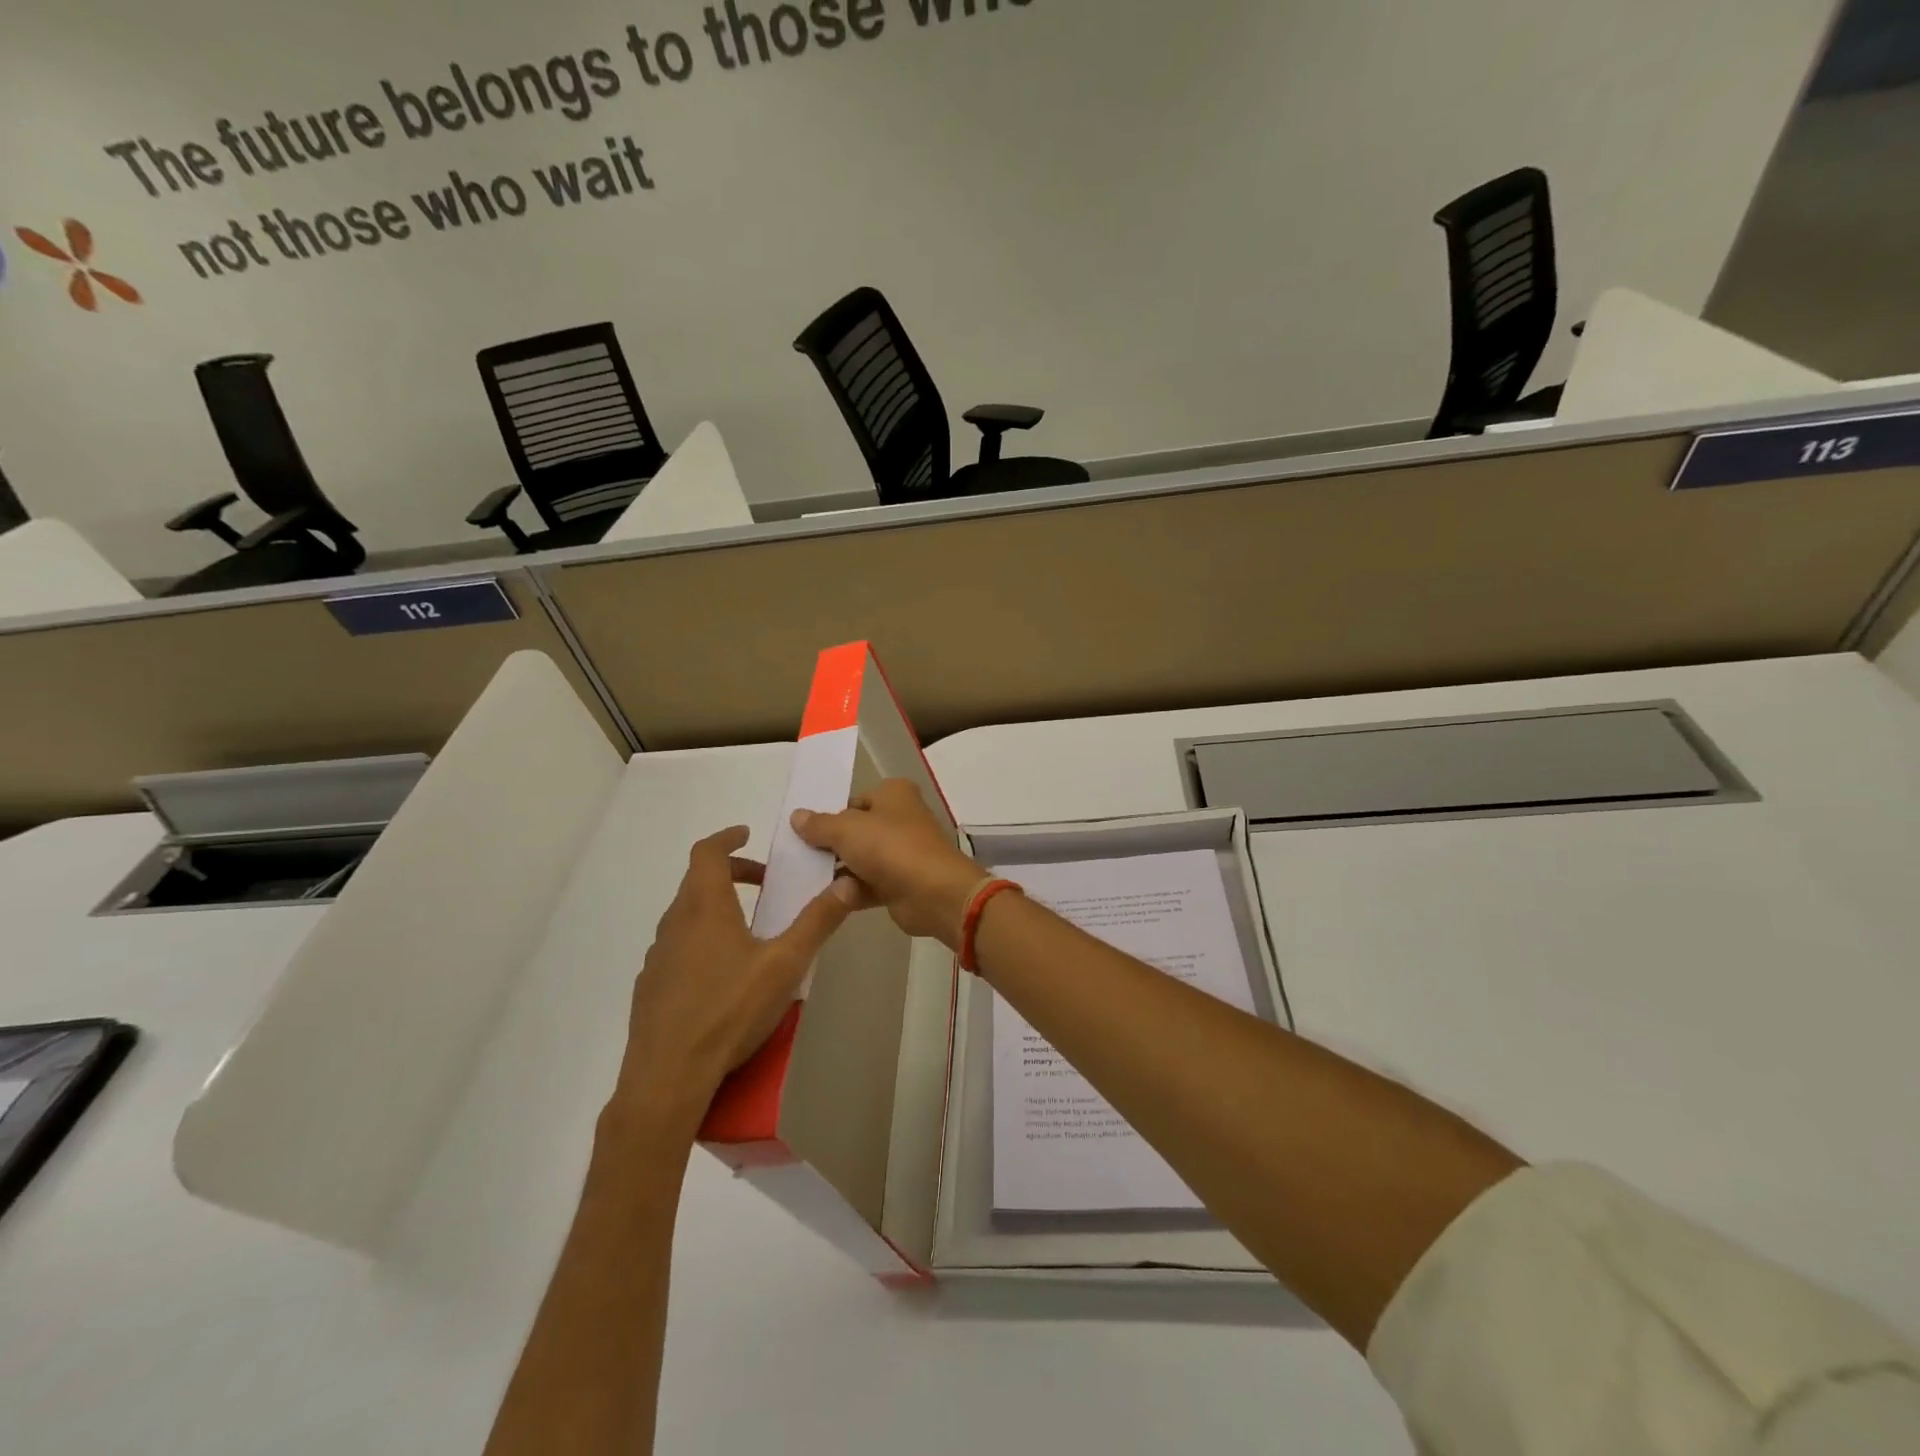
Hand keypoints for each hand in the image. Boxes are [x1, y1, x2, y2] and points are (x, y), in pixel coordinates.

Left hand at [612, 826, 857, 1119]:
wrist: (668, 1076)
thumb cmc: (730, 1010)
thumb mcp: (786, 964)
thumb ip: (818, 921)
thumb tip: (848, 881)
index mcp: (705, 908)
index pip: (707, 853)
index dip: (727, 838)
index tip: (746, 834)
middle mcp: (675, 923)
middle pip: (697, 881)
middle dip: (731, 873)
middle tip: (764, 883)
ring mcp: (658, 956)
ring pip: (686, 915)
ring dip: (716, 907)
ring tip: (748, 928)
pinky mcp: (651, 987)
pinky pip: (678, 947)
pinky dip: (701, 939)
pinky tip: (722, 974)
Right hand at [791, 779, 984, 947]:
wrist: (933, 893)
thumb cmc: (890, 847)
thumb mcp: (847, 829)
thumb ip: (819, 825)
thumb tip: (796, 816)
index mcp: (894, 794)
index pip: (854, 801)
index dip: (830, 815)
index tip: (802, 832)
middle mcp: (900, 819)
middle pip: (856, 831)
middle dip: (830, 845)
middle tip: (797, 857)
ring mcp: (902, 853)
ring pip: (861, 859)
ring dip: (838, 871)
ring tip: (804, 879)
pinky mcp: (901, 883)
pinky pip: (867, 885)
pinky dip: (850, 891)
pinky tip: (824, 899)